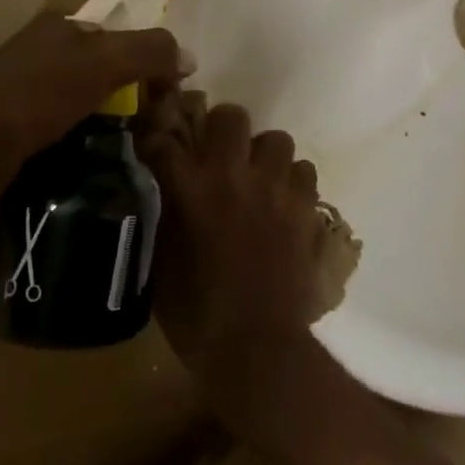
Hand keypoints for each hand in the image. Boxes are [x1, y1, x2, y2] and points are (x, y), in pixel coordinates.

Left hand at [0, 11, 185, 214]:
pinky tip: (94, 159)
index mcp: (62, 25)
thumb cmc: (32, 98)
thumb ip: (149, 52)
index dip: (153, 63)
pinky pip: (66, 126)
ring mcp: (25, 89)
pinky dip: (85, 140)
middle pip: (108, 68)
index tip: (168, 100)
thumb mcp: (99, 64)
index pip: (125, 35)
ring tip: (129, 149)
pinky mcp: (13, 126)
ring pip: (88, 100)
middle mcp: (44, 49)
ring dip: (112, 121)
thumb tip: (189, 57)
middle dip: (134, 95)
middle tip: (152, 130)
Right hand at [139, 95, 328, 417]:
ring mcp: (274, 187)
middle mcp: (233, 175)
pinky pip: (304, 170)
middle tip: (221, 154)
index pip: (165, 139)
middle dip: (223, 129)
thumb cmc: (197, 315)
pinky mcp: (305, 205)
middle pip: (231, 116)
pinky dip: (293, 182)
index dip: (159, 136)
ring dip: (264, 156)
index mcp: (189, 189)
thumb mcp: (163, 263)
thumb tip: (166, 189)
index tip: (160, 142)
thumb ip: (165, 214)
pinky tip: (285, 203)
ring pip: (276, 139)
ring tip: (259, 180)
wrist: (256, 348)